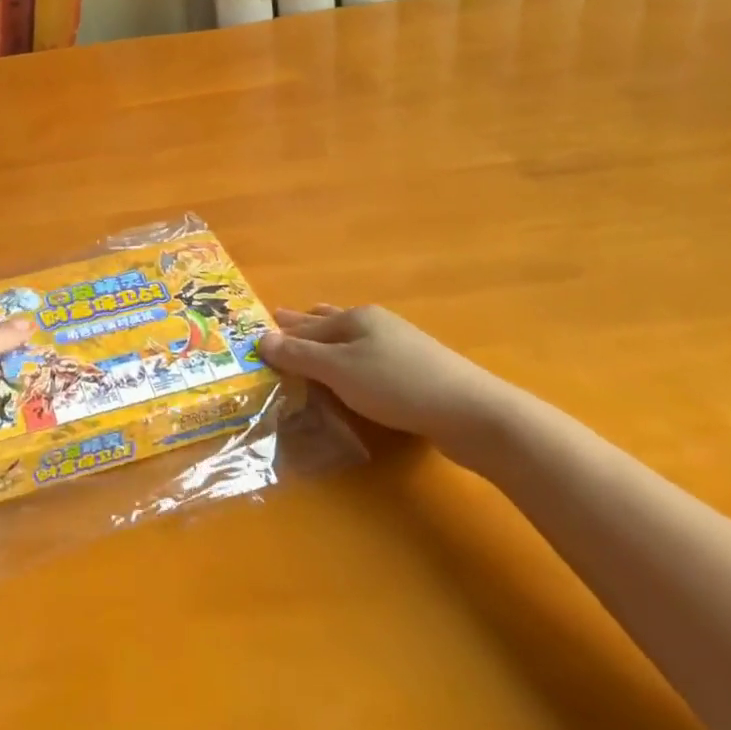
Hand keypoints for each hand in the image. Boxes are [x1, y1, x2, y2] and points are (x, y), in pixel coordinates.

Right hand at [259, 305, 519, 466]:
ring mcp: (399, 347)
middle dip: (305, 326)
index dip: (285, 328)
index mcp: (356, 318)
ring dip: (328, 343)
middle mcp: (376, 325)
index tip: (261, 328)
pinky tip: (351, 375)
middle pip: (331, 323)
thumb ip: (300, 355)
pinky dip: (349, 363)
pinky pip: (368, 360)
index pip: (309, 323)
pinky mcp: (415, 373)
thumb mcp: (339, 371)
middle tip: (280, 323)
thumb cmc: (396, 385)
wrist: (469, 411)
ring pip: (352, 340)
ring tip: (312, 342)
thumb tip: (261, 337)